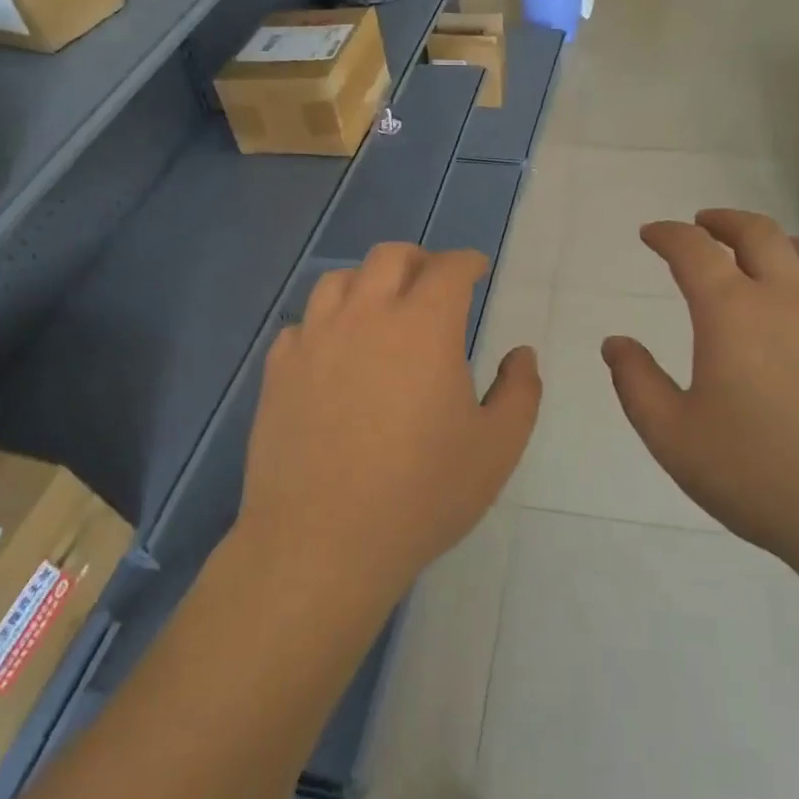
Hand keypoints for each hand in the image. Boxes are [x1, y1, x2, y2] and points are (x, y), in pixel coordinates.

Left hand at [238, 244, 540, 601]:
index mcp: (424, 326)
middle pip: (389, 256)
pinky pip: (301, 324)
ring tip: (380, 309)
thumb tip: (520, 354)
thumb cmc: (421, 493)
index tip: (477, 269)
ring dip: (367, 282)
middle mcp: (366, 316)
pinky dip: (325, 323)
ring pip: (338, 280)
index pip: (448, 268)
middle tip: (432, 283)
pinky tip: (333, 352)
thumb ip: (519, 392)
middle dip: (418, 260)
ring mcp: (314, 340)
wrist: (323, 541)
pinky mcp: (278, 370)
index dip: (467, 262)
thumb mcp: (496, 448)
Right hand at [600, 211, 798, 578]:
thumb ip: (636, 382)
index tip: (651, 233)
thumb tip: (615, 343)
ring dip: (780, 241)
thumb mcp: (673, 437)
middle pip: (758, 234)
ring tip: (764, 251)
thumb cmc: (759, 476)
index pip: (694, 250)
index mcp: (733, 313)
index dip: (668, 234)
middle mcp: (789, 300)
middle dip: (724, 221)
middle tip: (704, 224)